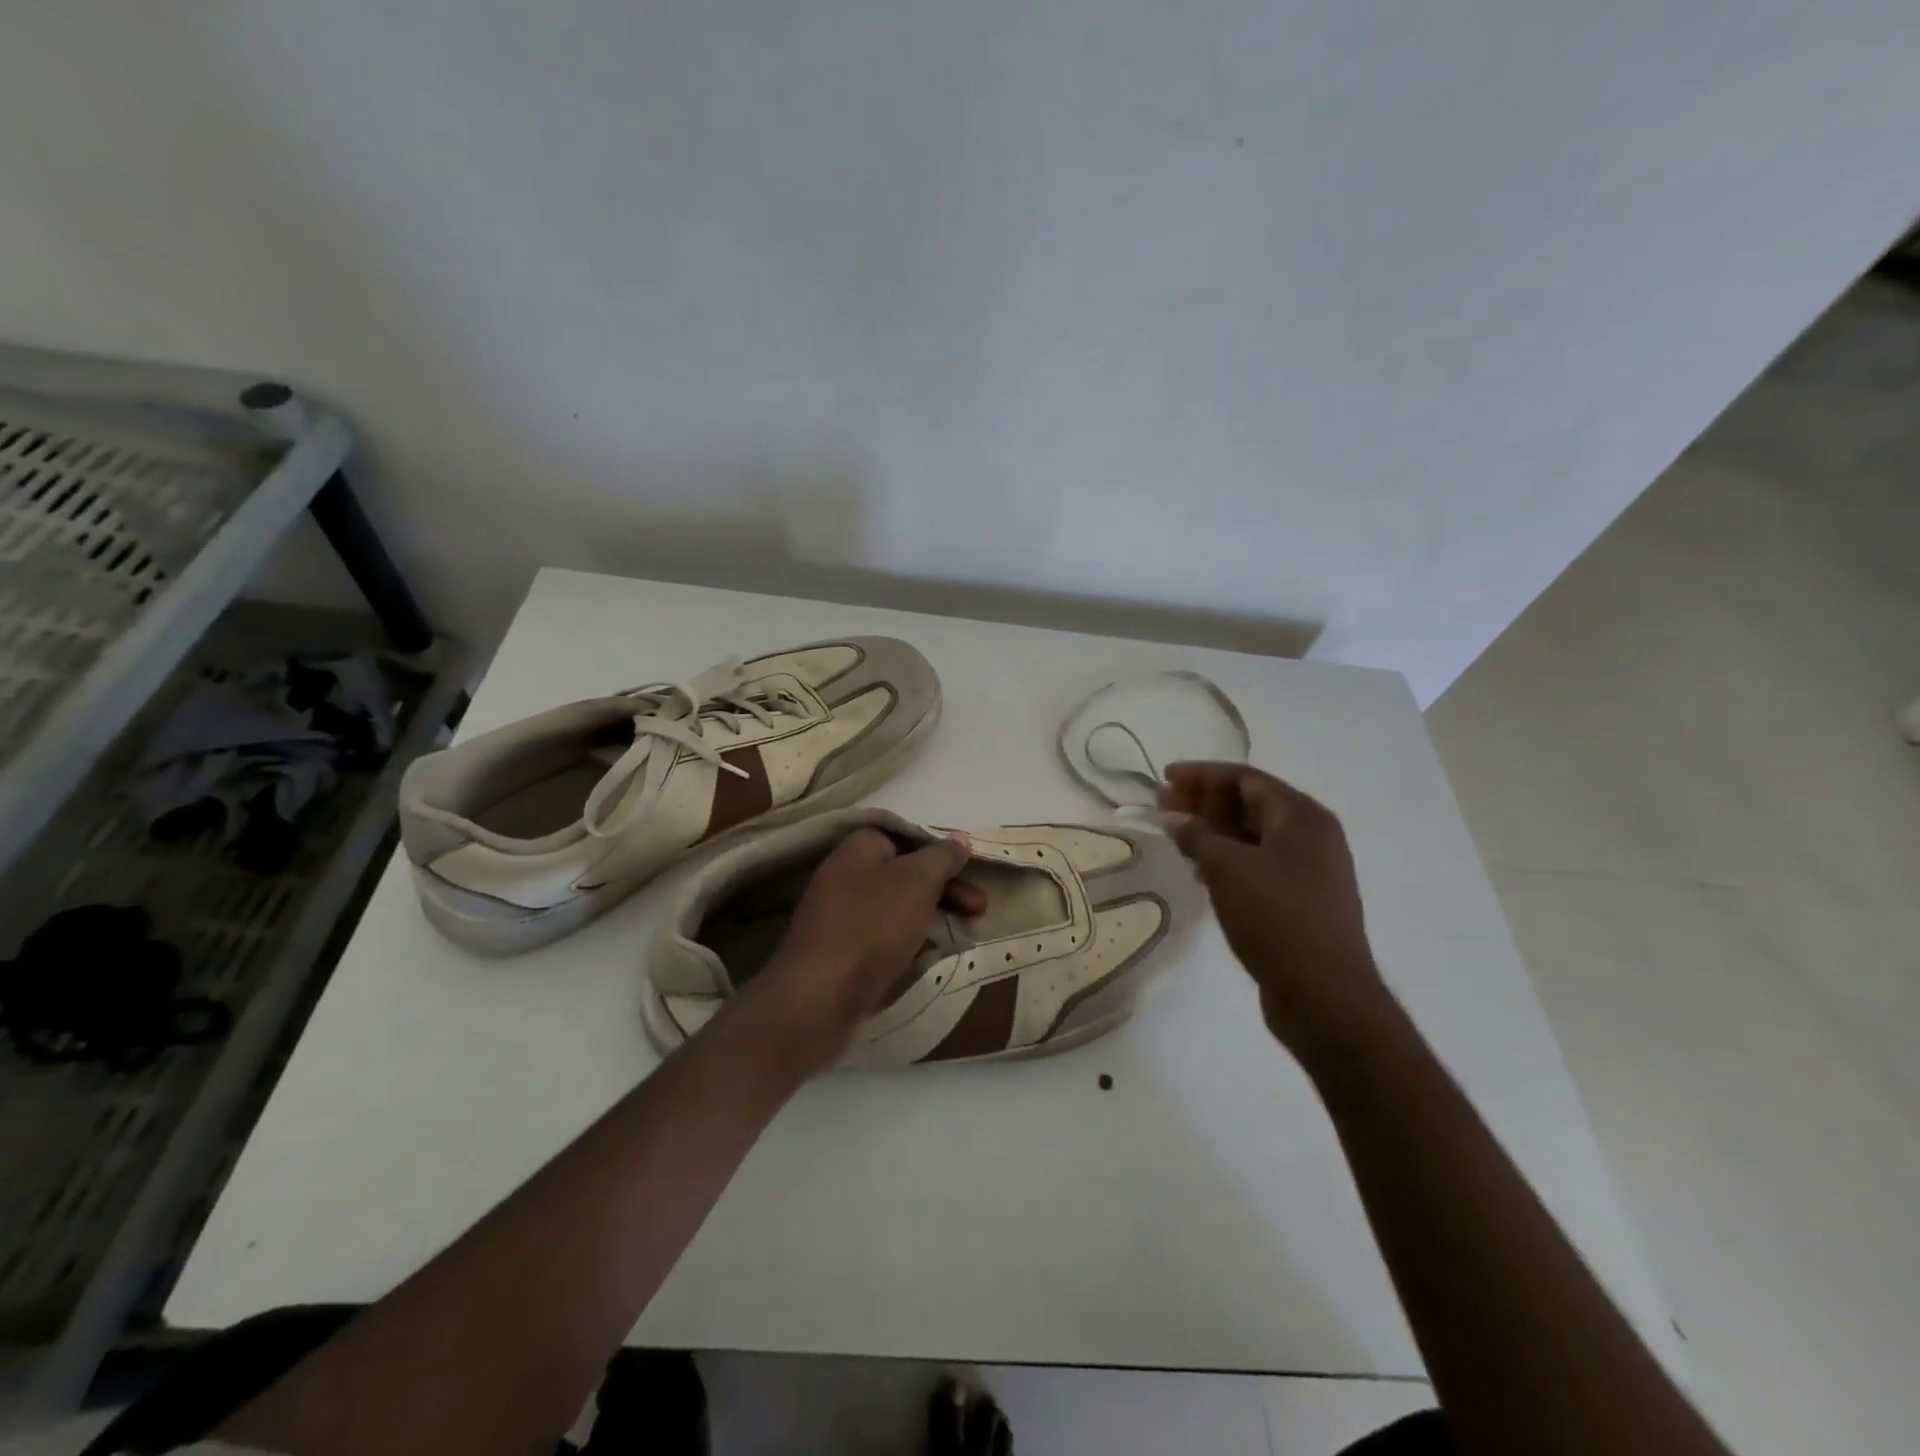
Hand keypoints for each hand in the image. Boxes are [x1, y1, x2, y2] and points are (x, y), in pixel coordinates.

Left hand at [753, 827, 978, 1070]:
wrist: (817, 999)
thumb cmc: (871, 927)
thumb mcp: (916, 882)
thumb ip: (941, 857)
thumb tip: (958, 838)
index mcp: (858, 849)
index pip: (906, 837)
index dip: (941, 852)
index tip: (970, 871)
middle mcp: (845, 876)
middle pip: (905, 873)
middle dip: (945, 889)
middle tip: (979, 909)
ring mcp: (840, 916)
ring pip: (897, 907)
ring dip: (932, 916)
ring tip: (965, 934)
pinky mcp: (840, 953)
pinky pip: (883, 938)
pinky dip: (910, 942)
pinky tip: (931, 956)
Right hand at [1161, 763, 1394, 1059]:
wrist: (1325, 996)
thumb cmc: (1276, 919)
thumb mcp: (1227, 869)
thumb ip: (1197, 836)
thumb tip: (1175, 818)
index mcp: (1302, 817)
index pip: (1246, 779)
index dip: (1202, 775)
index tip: (1165, 778)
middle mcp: (1313, 836)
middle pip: (1251, 805)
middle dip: (1205, 802)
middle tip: (1163, 805)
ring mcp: (1312, 870)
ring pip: (1254, 836)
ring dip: (1214, 832)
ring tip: (1176, 836)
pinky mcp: (1303, 900)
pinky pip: (1260, 864)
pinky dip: (1229, 859)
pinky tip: (1201, 870)